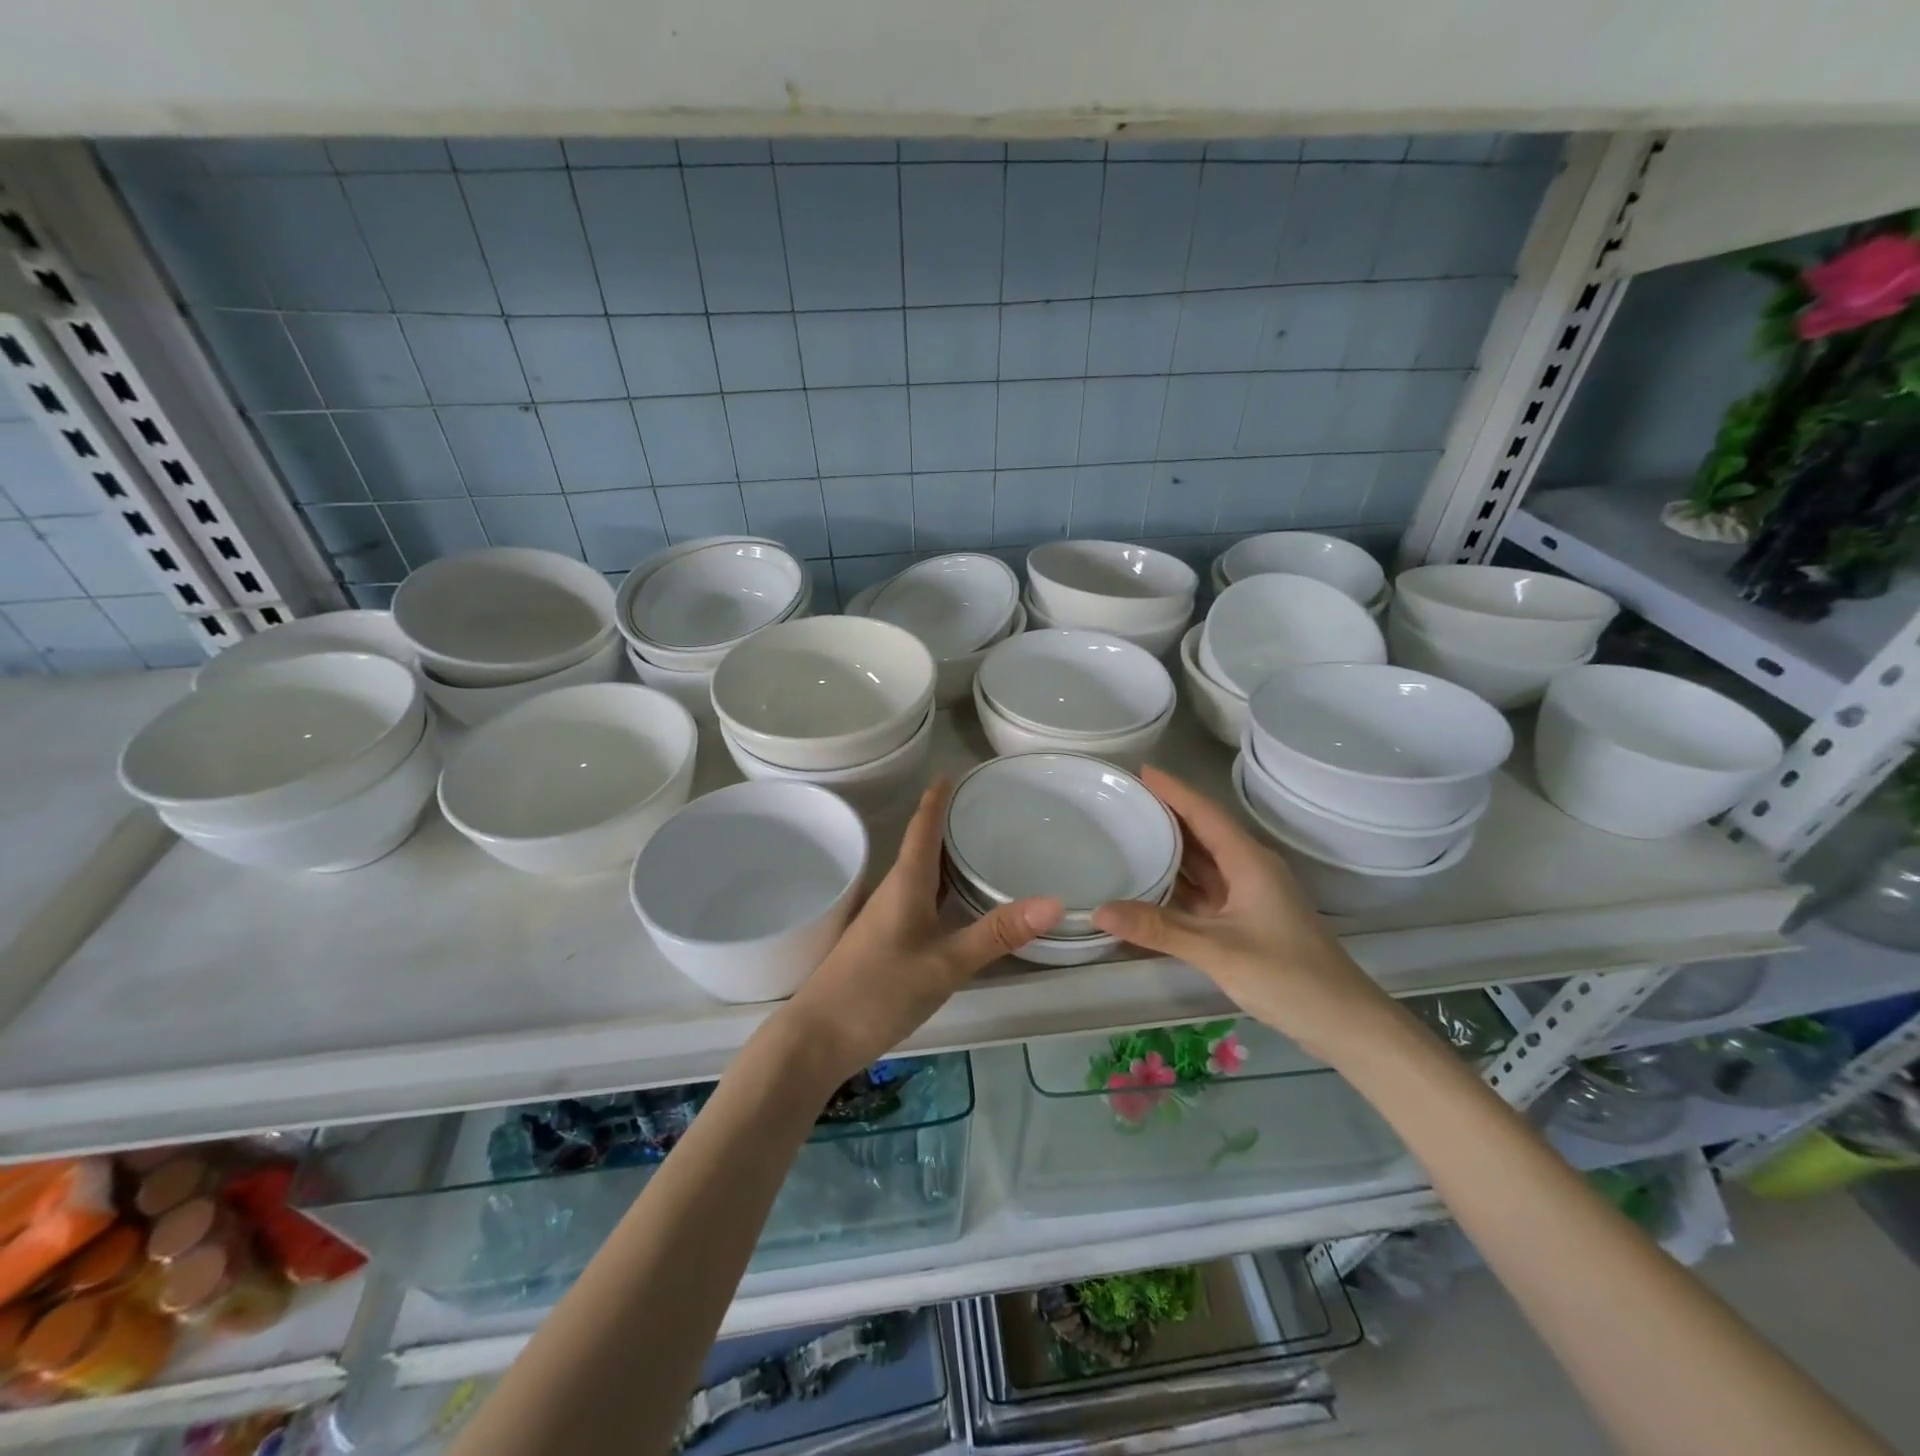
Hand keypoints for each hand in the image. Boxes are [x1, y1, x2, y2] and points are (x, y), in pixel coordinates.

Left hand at [778, 778, 1062, 1081]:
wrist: (817, 1038)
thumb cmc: (879, 990)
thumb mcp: (946, 963)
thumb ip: (997, 934)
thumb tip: (1054, 902)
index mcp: (906, 882)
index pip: (923, 825)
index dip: (938, 798)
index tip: (954, 772)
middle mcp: (893, 890)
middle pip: (923, 846)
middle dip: (950, 823)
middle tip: (987, 808)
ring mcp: (885, 917)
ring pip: (920, 874)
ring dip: (945, 856)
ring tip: (979, 846)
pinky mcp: (883, 941)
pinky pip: (918, 899)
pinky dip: (940, 888)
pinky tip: (955, 902)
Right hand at [1090, 768, 1394, 1061]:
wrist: (1345, 1023)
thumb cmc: (1288, 976)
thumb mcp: (1217, 951)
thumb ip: (1158, 929)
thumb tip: (1099, 910)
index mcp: (1249, 862)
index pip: (1205, 813)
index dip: (1173, 791)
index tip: (1140, 771)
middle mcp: (1250, 869)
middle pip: (1204, 831)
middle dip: (1167, 813)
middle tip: (1124, 800)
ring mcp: (1250, 895)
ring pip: (1205, 861)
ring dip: (1172, 847)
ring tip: (1130, 831)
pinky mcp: (1247, 919)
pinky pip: (1206, 888)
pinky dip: (1179, 882)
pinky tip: (1152, 883)